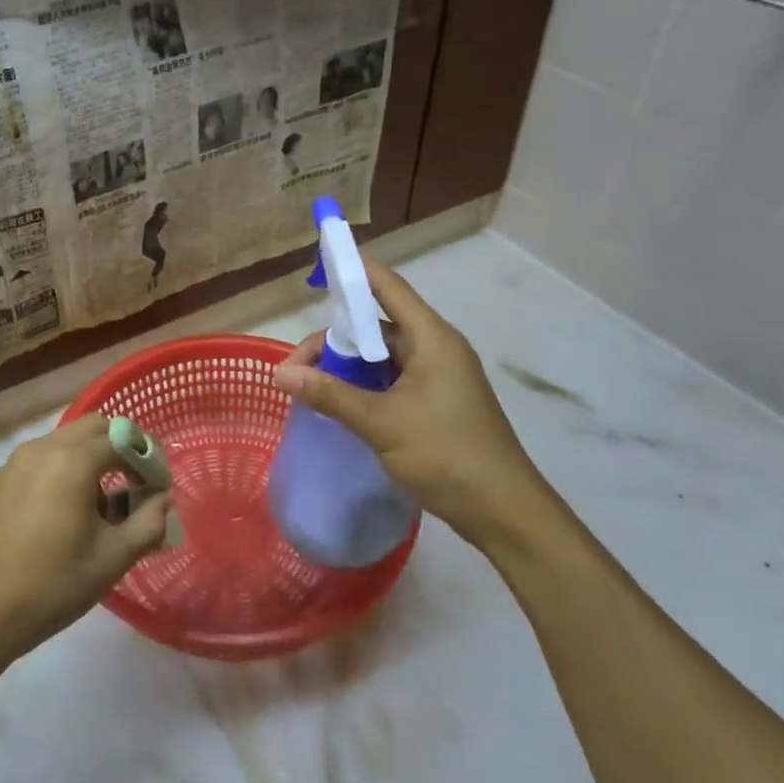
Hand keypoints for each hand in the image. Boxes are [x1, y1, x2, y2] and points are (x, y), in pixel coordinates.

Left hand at [0, 416, 168, 671]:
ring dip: (92, 460)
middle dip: (121, 450)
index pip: (123, 437)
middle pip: (94, 428)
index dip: (148, 457)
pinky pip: (43, 459)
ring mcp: (15, 462)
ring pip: (66, 442)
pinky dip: (65, 470)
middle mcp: (42, 448)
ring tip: (101, 509)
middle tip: (135, 489)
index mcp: (71, 461)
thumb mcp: (111, 560)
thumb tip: (163, 499)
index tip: (159, 486)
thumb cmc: (50, 587)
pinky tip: (65, 515)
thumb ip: (148, 523)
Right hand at [271, 257, 560, 554]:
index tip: (316, 271)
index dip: (352, 273)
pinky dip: (362, 385)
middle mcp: (436, 348)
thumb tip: (281, 373)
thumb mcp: (381, 422)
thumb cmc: (446, 455)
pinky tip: (337, 403)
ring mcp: (438, 377)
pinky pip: (391, 380)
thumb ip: (330, 394)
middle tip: (293, 369)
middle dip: (333, 340)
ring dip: (345, 366)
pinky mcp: (436, 402)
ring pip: (381, 356)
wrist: (502, 511)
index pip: (387, 287)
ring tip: (308, 388)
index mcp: (431, 338)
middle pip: (376, 326)